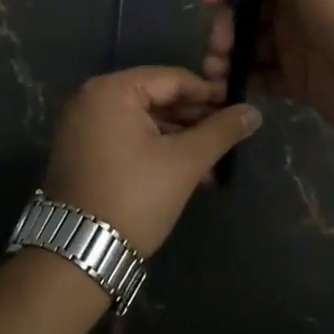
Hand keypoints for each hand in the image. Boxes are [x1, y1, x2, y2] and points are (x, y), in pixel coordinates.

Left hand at [42, 66, 261, 254]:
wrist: (79, 255)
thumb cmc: (135, 197)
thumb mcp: (184, 162)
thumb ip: (221, 132)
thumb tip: (254, 111)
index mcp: (111, 90)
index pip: (172, 79)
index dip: (209, 93)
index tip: (238, 108)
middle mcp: (90, 99)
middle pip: (156, 98)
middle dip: (195, 120)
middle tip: (229, 136)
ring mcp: (81, 126)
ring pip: (143, 121)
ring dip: (179, 139)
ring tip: (213, 162)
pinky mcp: (81, 152)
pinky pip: (126, 138)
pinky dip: (155, 150)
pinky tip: (187, 172)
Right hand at [203, 0, 333, 146]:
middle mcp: (296, 5)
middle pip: (246, 6)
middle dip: (225, 20)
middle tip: (219, 42)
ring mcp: (296, 44)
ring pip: (248, 40)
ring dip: (226, 50)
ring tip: (216, 67)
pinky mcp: (296, 79)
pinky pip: (260, 74)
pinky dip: (240, 76)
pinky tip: (225, 84)